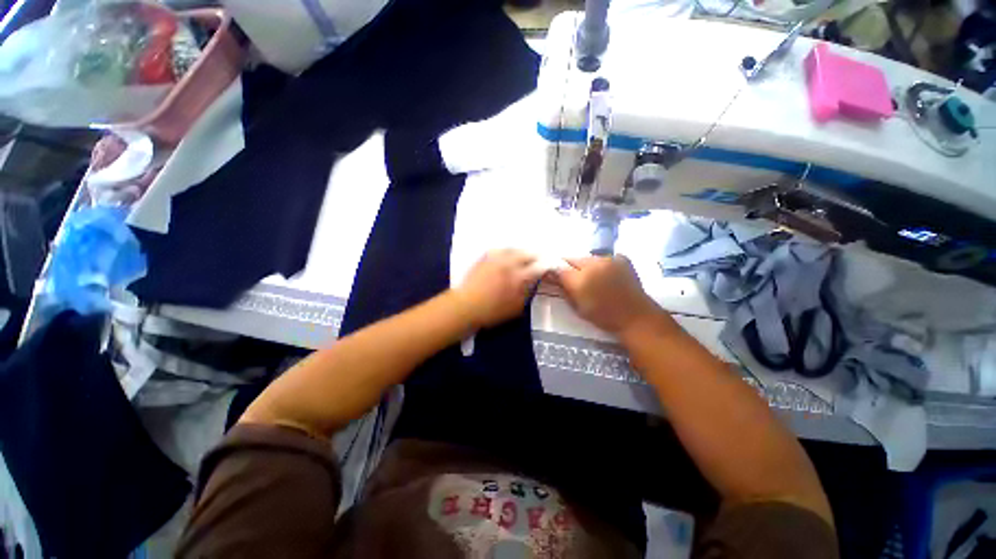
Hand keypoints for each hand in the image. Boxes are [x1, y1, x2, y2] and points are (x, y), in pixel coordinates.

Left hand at [454, 249, 545, 328]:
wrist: (465, 306)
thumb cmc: (491, 312)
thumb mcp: (515, 308)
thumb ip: (526, 294)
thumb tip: (533, 283)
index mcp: (518, 277)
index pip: (537, 267)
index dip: (545, 265)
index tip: (550, 265)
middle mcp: (509, 264)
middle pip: (527, 253)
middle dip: (535, 255)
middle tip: (539, 257)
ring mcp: (496, 259)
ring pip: (513, 249)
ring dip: (522, 251)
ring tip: (525, 254)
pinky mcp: (484, 258)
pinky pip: (499, 250)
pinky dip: (506, 251)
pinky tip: (507, 254)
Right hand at [553, 256, 661, 335]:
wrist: (635, 317)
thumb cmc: (603, 316)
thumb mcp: (577, 307)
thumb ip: (564, 290)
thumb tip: (553, 277)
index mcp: (579, 279)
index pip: (559, 269)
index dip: (555, 272)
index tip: (555, 277)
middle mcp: (592, 264)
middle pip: (573, 259)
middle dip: (570, 267)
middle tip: (574, 279)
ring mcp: (609, 259)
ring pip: (588, 258)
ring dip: (586, 266)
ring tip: (592, 277)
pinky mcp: (621, 258)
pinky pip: (604, 258)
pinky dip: (602, 265)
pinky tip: (607, 275)